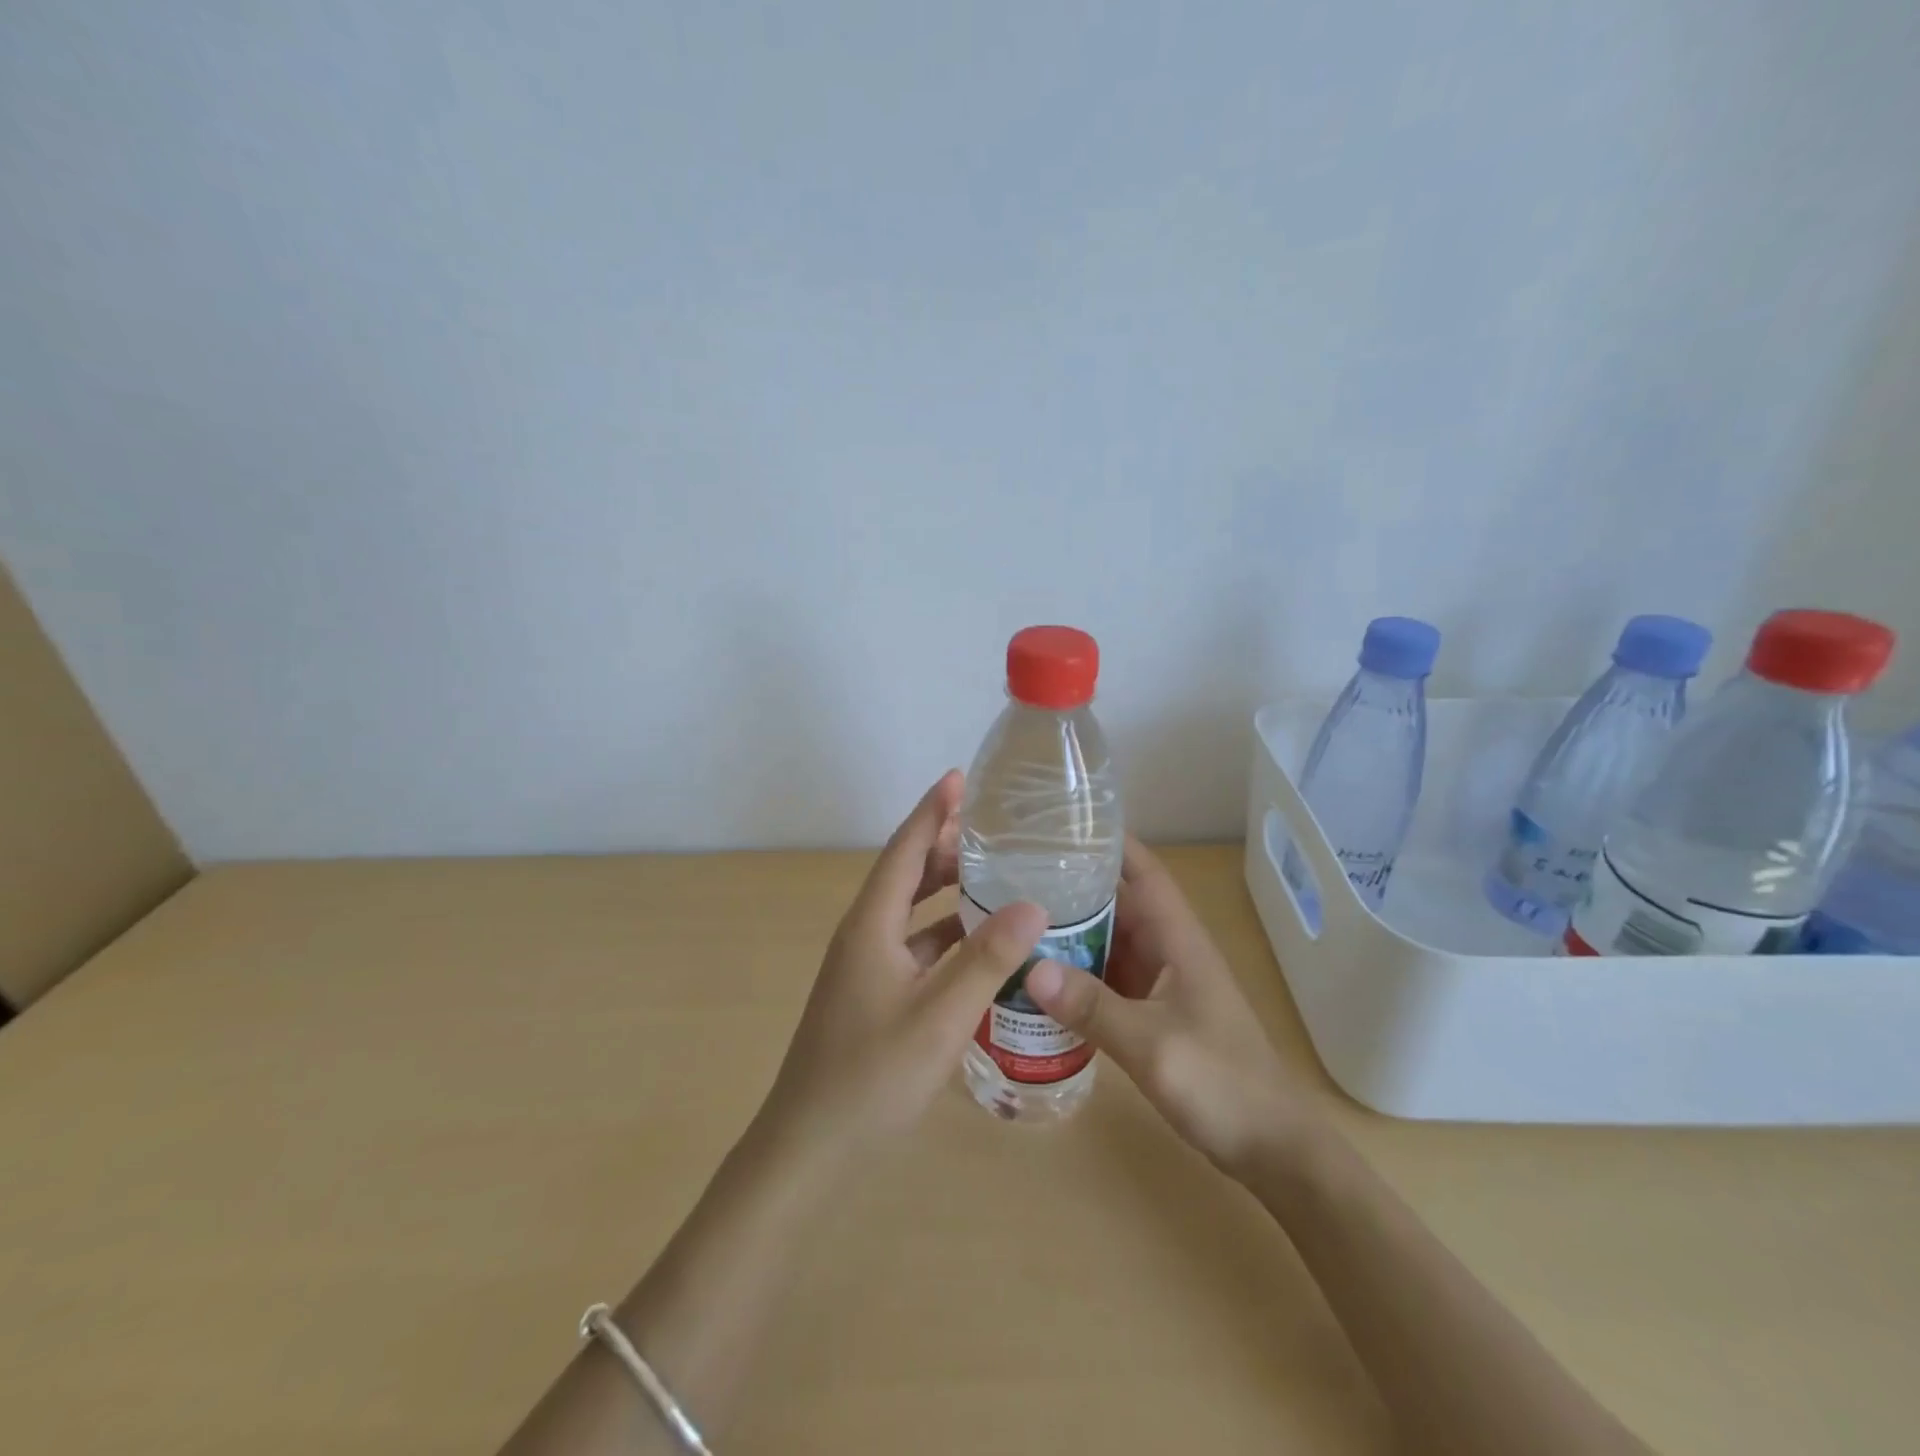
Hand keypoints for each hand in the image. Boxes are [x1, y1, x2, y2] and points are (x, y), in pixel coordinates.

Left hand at [757, 771, 1046, 1161]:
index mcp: (870, 926)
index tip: (959, 777)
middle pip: (906, 875)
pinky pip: (914, 947)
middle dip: (944, 845)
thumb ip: (987, 960)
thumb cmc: (871, 1077)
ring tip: (993, 874)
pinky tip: (980, 944)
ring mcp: (865, 968)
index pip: (904, 850)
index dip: (931, 811)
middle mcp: (864, 936)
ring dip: (946, 890)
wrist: (809, 1149)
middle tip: (993, 828)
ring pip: (910, 913)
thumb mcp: (939, 1017)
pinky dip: (945, 934)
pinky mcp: (873, 995)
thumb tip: (1034, 905)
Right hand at [1024, 836, 1307, 1180]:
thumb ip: (1093, 1007)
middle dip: (1073, 885)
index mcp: (1178, 939)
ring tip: (1016, 919)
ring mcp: (1162, 982)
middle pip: (1118, 901)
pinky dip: (1079, 973)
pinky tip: (1042, 978)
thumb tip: (1031, 968)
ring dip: (1072, 931)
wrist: (1272, 1148)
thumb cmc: (1222, 1083)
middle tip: (1015, 874)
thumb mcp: (1152, 1044)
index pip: (1143, 871)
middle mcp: (1169, 950)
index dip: (1109, 842)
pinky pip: (1109, 978)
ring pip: (1111, 940)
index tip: (1060, 825)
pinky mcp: (1155, 1012)